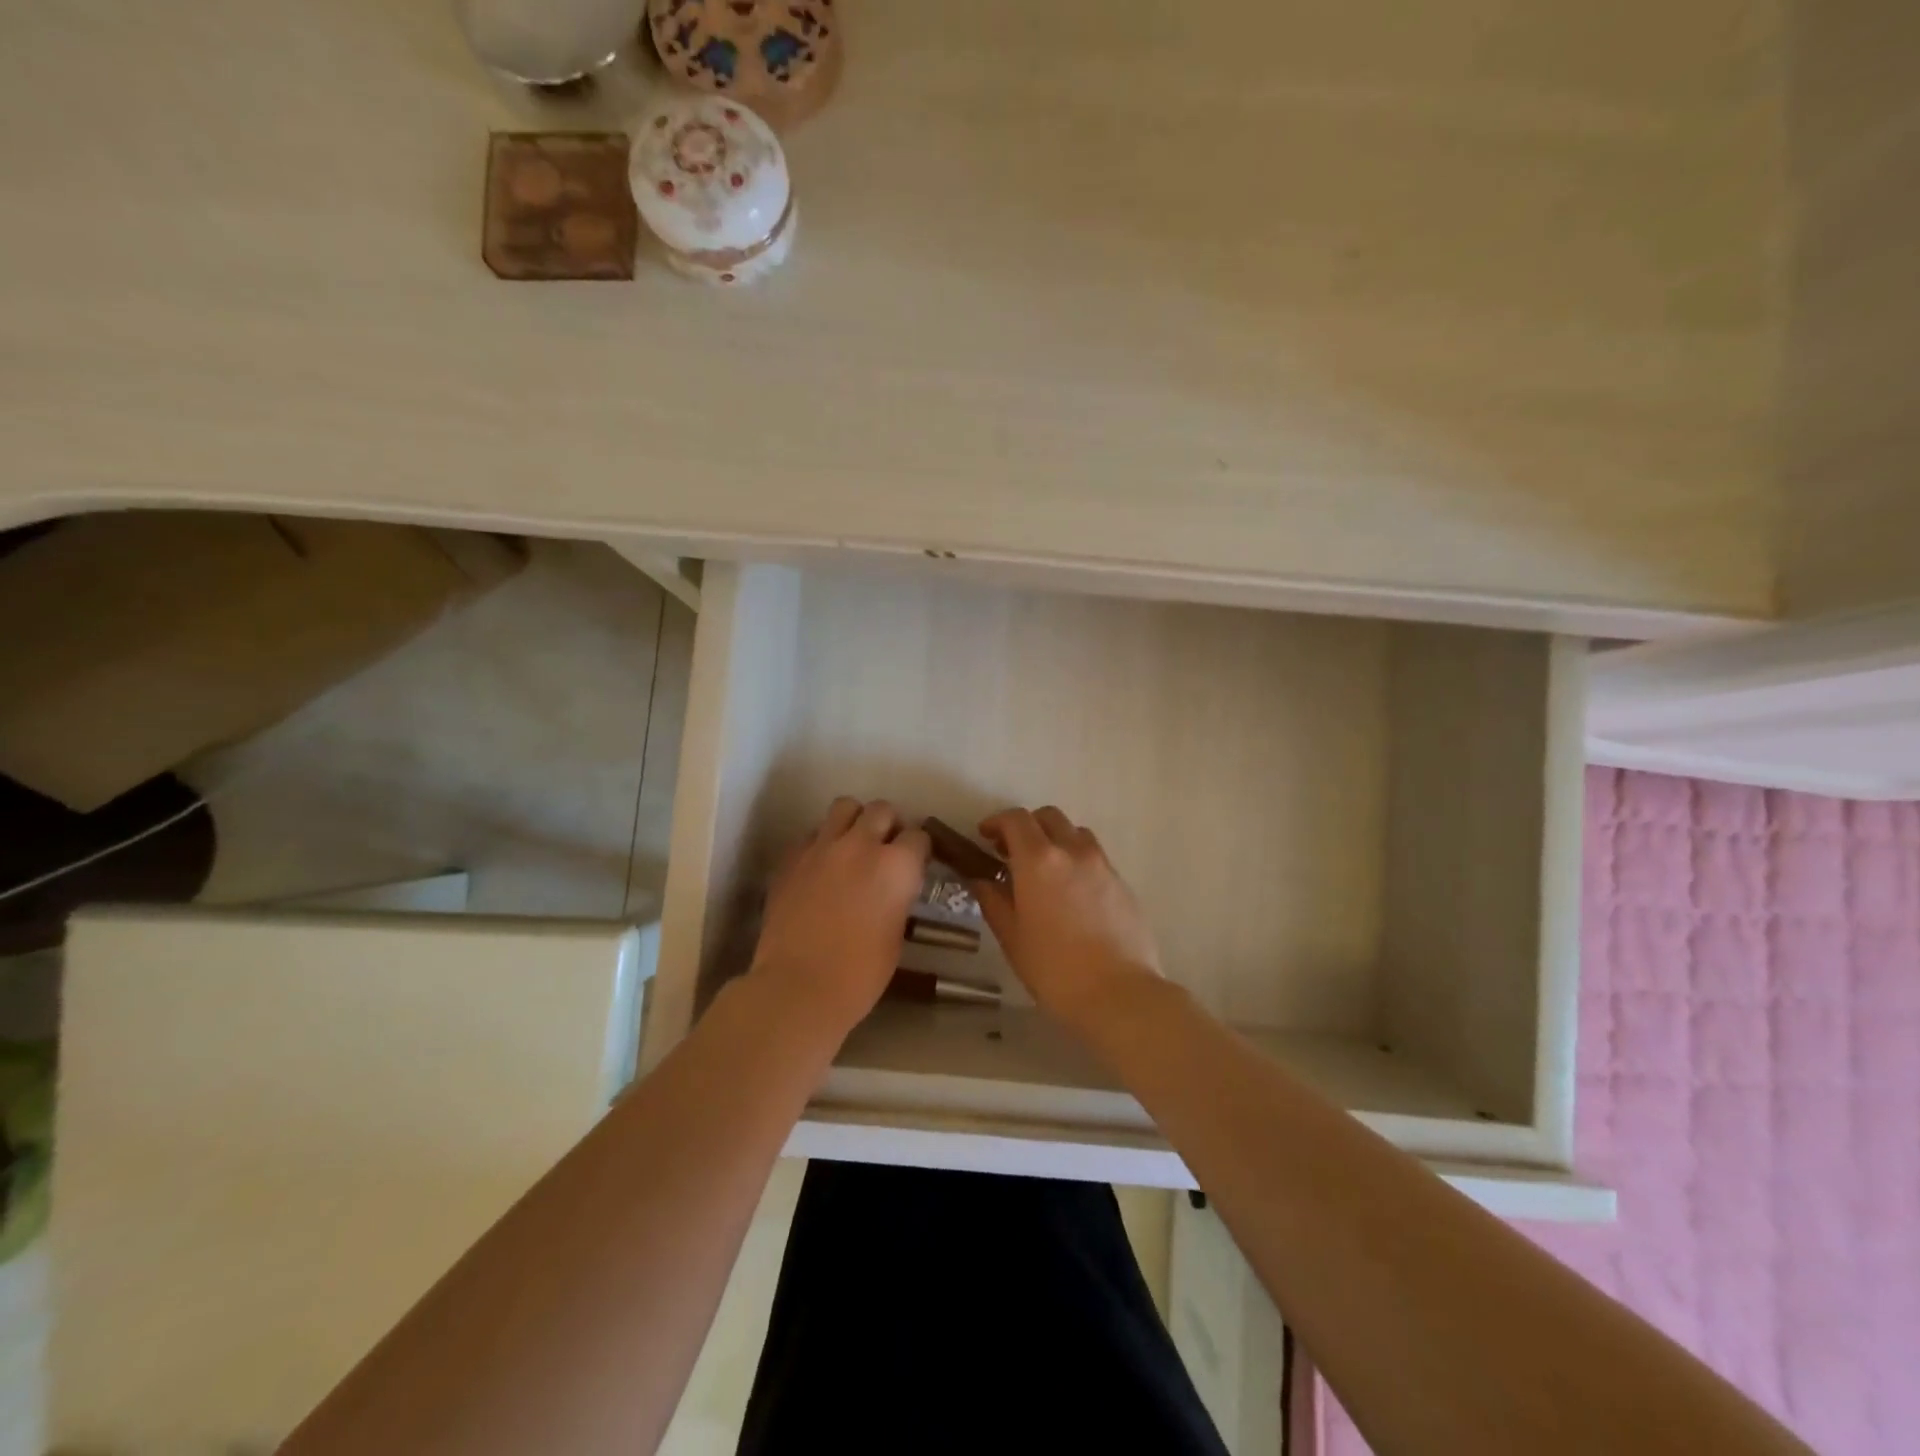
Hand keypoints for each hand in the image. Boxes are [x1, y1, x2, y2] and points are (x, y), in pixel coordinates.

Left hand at [750, 797, 929, 1038]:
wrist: (799, 986)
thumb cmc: (860, 973)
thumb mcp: (897, 933)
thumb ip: (898, 896)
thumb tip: (893, 887)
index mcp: (897, 865)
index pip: (918, 835)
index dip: (918, 849)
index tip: (915, 863)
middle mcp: (861, 844)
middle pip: (881, 810)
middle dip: (888, 825)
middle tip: (885, 848)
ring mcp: (822, 846)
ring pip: (844, 807)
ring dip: (854, 821)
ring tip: (852, 845)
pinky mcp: (792, 857)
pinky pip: (812, 834)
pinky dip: (822, 843)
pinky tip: (821, 867)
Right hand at [973, 806, 1161, 1027]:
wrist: (1120, 994)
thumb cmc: (1055, 969)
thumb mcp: (1012, 938)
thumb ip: (994, 901)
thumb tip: (982, 880)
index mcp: (1039, 860)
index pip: (1016, 819)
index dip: (997, 822)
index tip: (985, 837)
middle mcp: (1073, 851)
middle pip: (1048, 817)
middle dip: (1027, 826)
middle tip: (1011, 853)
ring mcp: (1102, 865)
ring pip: (1075, 833)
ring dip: (1055, 840)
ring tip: (1044, 870)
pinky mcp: (1123, 883)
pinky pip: (1095, 857)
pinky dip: (1077, 861)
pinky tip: (1071, 894)